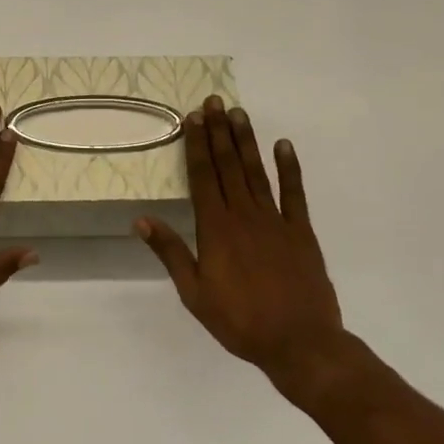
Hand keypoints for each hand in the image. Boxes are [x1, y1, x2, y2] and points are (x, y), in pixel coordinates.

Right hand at [136, 98, 350, 396]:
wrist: (300, 342)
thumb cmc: (239, 321)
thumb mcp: (194, 293)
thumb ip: (170, 252)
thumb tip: (141, 219)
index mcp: (216, 229)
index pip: (202, 177)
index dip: (196, 146)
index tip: (193, 117)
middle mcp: (244, 216)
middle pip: (228, 166)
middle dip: (219, 132)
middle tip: (215, 101)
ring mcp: (275, 221)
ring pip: (257, 172)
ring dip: (247, 141)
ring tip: (239, 113)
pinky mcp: (301, 231)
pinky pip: (294, 193)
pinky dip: (289, 168)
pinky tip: (284, 145)